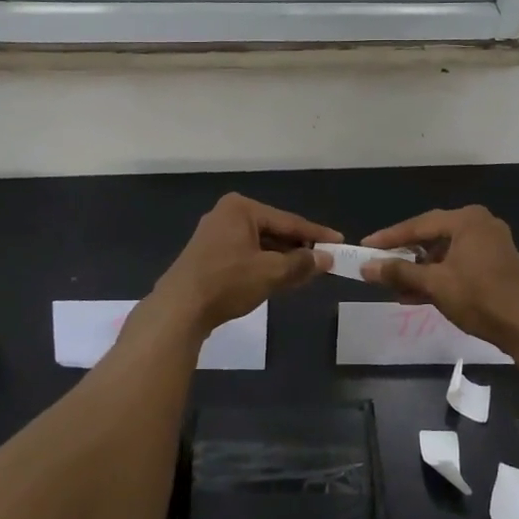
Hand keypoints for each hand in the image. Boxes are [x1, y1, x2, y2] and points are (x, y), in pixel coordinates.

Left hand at [153, 193, 340, 329]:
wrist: (179, 309)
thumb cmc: (227, 282)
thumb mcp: (270, 272)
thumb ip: (301, 264)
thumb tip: (326, 259)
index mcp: (241, 208)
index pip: (288, 220)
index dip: (316, 234)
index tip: (339, 241)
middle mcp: (227, 214)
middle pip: (274, 231)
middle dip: (299, 247)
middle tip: (325, 259)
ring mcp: (215, 235)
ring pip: (260, 245)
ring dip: (282, 259)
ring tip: (307, 272)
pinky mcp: (209, 255)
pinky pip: (246, 254)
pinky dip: (264, 265)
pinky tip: (280, 278)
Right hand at [360, 205, 518, 354]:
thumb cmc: (480, 297)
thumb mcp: (435, 284)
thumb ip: (399, 273)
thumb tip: (366, 268)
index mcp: (466, 219)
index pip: (418, 225)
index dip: (389, 238)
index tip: (365, 246)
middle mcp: (479, 224)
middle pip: (431, 237)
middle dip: (404, 256)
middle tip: (378, 266)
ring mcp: (489, 244)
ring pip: (444, 253)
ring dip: (420, 270)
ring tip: (394, 287)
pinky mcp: (495, 264)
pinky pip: (457, 263)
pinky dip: (438, 276)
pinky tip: (417, 294)